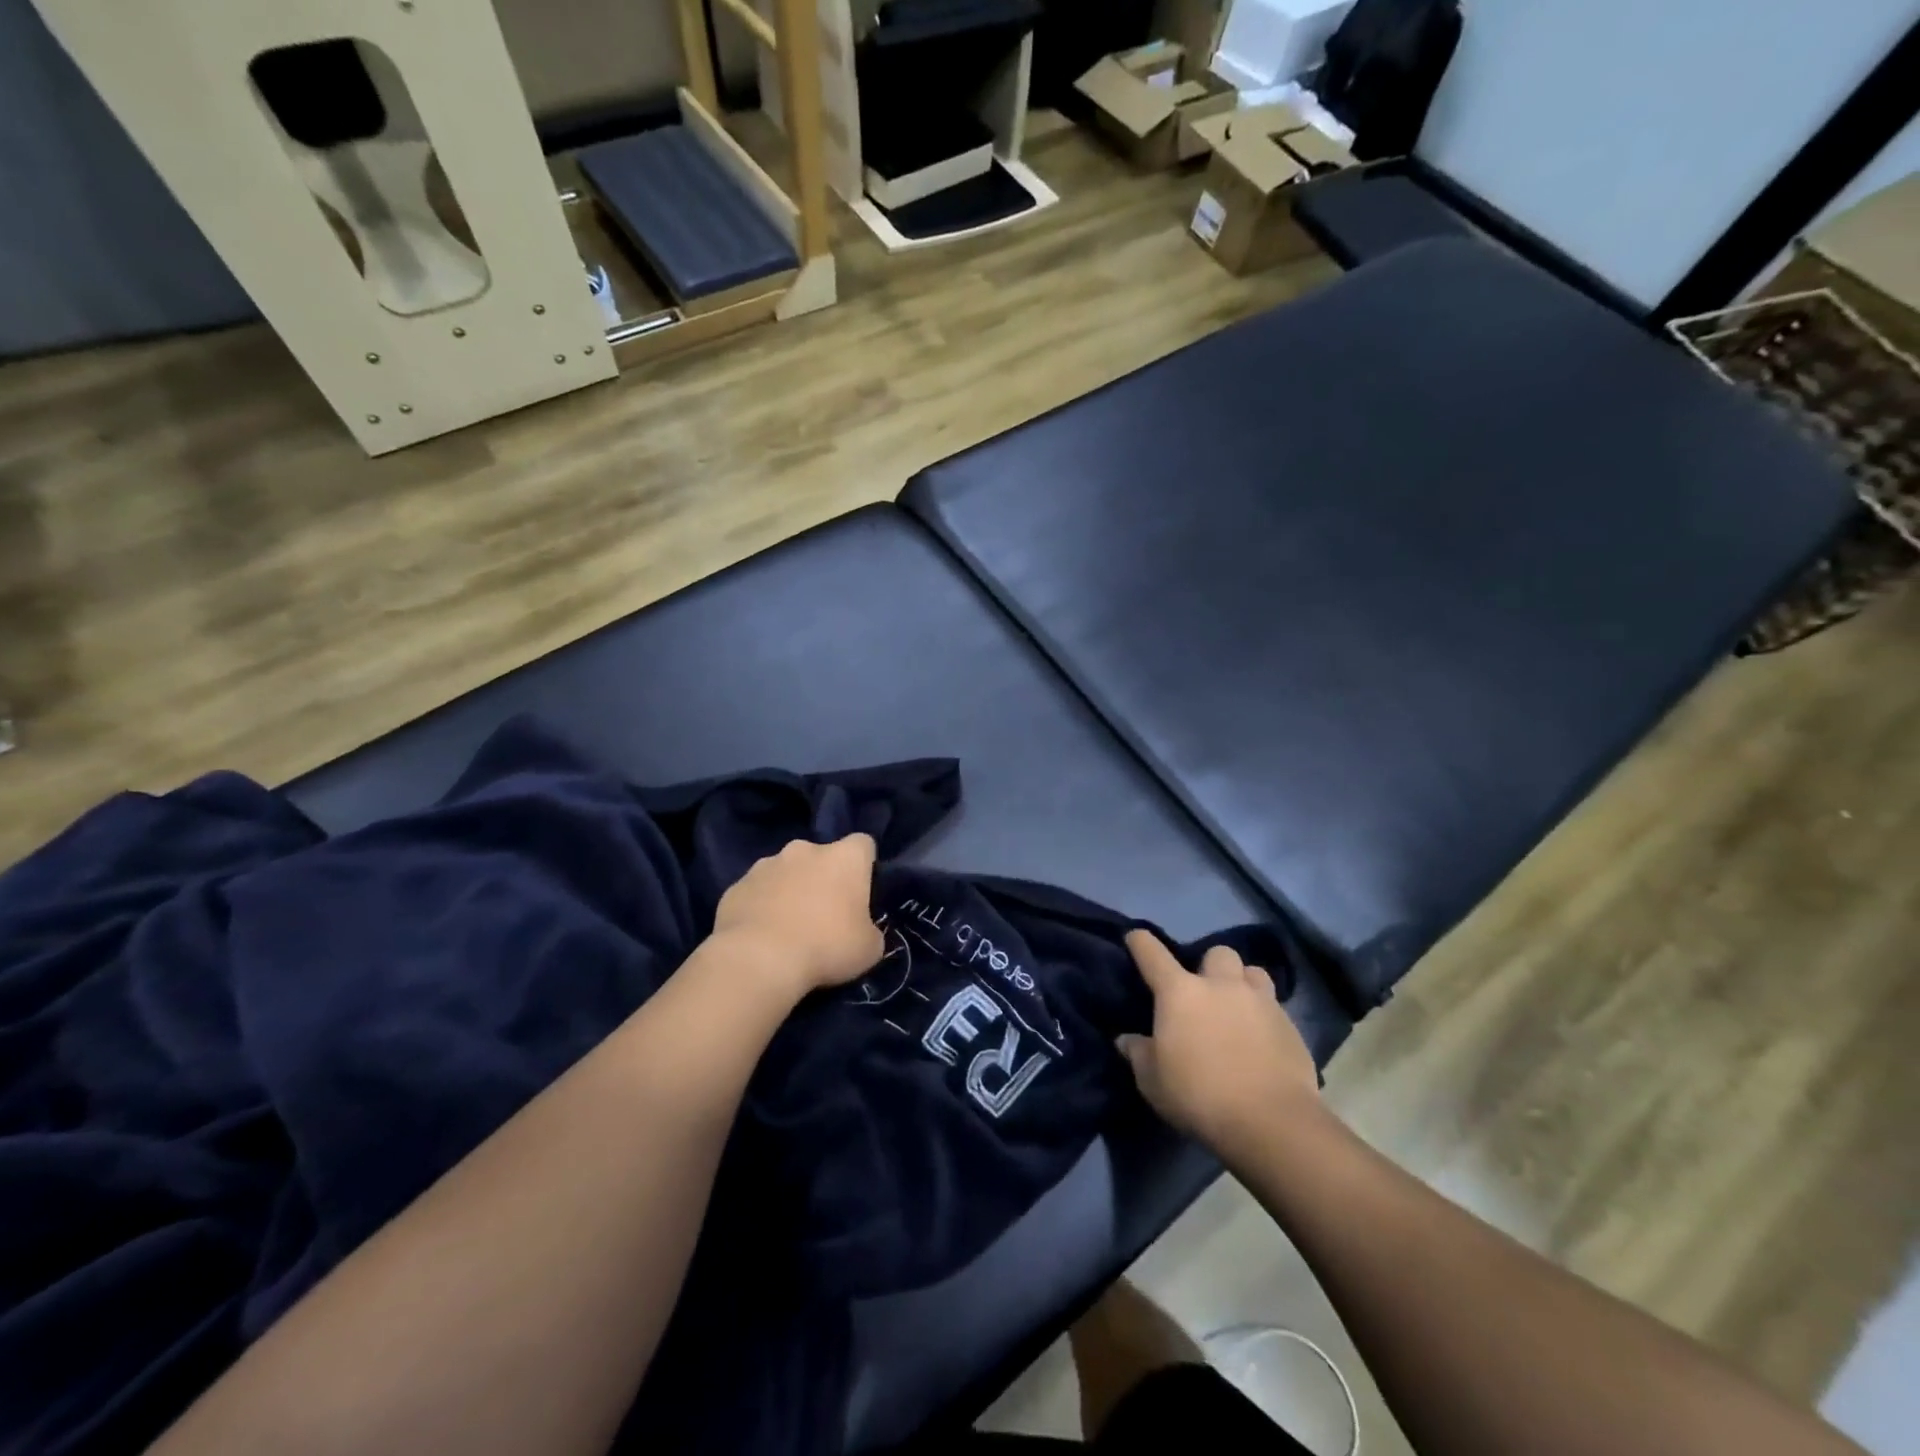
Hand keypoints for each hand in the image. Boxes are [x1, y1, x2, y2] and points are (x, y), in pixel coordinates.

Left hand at [710, 835, 883, 1001]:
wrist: (758, 960)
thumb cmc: (826, 947)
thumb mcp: (869, 948)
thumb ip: (870, 930)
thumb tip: (863, 931)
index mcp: (844, 857)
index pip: (863, 845)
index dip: (864, 866)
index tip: (862, 892)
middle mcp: (805, 849)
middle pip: (821, 856)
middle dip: (823, 878)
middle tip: (825, 914)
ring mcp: (766, 864)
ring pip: (786, 872)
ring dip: (790, 890)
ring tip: (789, 927)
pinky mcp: (736, 885)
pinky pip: (756, 892)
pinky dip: (761, 906)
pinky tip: (762, 936)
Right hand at [1116, 931, 1318, 1158]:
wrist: (1271, 1122)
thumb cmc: (1199, 1096)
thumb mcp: (1153, 1082)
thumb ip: (1139, 1054)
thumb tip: (1127, 1040)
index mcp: (1180, 992)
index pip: (1152, 953)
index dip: (1140, 942)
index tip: (1135, 938)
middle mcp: (1221, 985)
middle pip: (1217, 952)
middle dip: (1210, 966)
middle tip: (1205, 992)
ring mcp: (1260, 1002)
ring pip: (1253, 972)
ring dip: (1243, 984)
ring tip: (1238, 1008)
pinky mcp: (1291, 1026)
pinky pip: (1275, 1007)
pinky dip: (1265, 1017)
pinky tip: (1261, 1042)